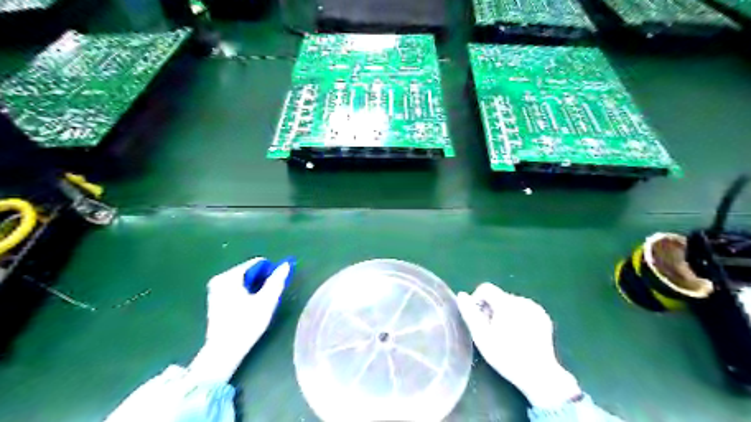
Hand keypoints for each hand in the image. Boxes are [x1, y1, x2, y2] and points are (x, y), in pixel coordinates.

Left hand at [188, 255, 289, 383]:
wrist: (224, 351)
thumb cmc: (246, 324)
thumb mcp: (266, 301)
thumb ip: (277, 280)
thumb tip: (286, 264)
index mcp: (230, 276)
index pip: (257, 263)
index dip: (270, 272)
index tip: (276, 287)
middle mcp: (220, 279)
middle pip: (250, 272)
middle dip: (262, 281)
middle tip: (268, 298)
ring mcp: (215, 290)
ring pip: (244, 281)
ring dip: (255, 289)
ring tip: (259, 305)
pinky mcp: (215, 300)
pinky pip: (236, 289)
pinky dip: (246, 294)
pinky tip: (249, 309)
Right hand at [455, 284, 581, 408]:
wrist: (538, 374)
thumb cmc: (505, 355)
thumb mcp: (481, 336)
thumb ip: (470, 313)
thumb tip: (462, 295)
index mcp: (506, 303)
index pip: (485, 288)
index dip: (477, 300)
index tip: (477, 318)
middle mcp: (522, 300)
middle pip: (498, 296)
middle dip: (491, 309)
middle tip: (490, 331)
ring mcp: (535, 308)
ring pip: (510, 303)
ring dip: (504, 313)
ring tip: (505, 335)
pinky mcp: (543, 317)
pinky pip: (524, 309)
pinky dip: (517, 317)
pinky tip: (519, 335)